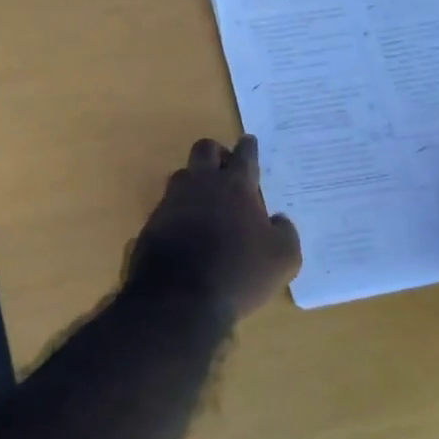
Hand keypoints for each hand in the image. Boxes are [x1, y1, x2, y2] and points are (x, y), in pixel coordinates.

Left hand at [127, 135, 301, 322]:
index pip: (244, 155)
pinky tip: (189, 227)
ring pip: (184, 174)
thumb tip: (278, 219)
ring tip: (208, 199)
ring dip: (196, 180)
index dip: (248, 147)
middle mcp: (201, 184)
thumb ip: (285, 232)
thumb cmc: (239, 272)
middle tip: (226, 166)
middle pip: (205, 149)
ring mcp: (172, 200)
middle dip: (217, 153)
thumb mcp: (283, 259)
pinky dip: (181, 209)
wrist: (179, 296)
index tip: (249, 142)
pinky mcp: (153, 220)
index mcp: (235, 186)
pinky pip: (169, 204)